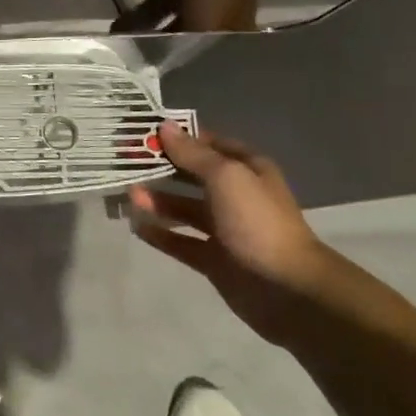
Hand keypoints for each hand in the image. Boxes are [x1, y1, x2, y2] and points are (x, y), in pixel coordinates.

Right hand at [127, 124, 333, 343]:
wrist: (288, 289)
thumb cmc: (257, 221)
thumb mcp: (225, 177)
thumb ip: (193, 153)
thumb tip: (165, 126)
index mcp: (246, 170)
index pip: (208, 144)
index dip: (179, 138)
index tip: (144, 133)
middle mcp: (236, 196)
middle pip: (192, 176)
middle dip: (162, 168)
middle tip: (127, 163)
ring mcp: (225, 229)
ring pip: (185, 209)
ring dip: (158, 201)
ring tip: (130, 196)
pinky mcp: (214, 260)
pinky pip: (181, 242)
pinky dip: (160, 234)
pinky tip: (137, 226)